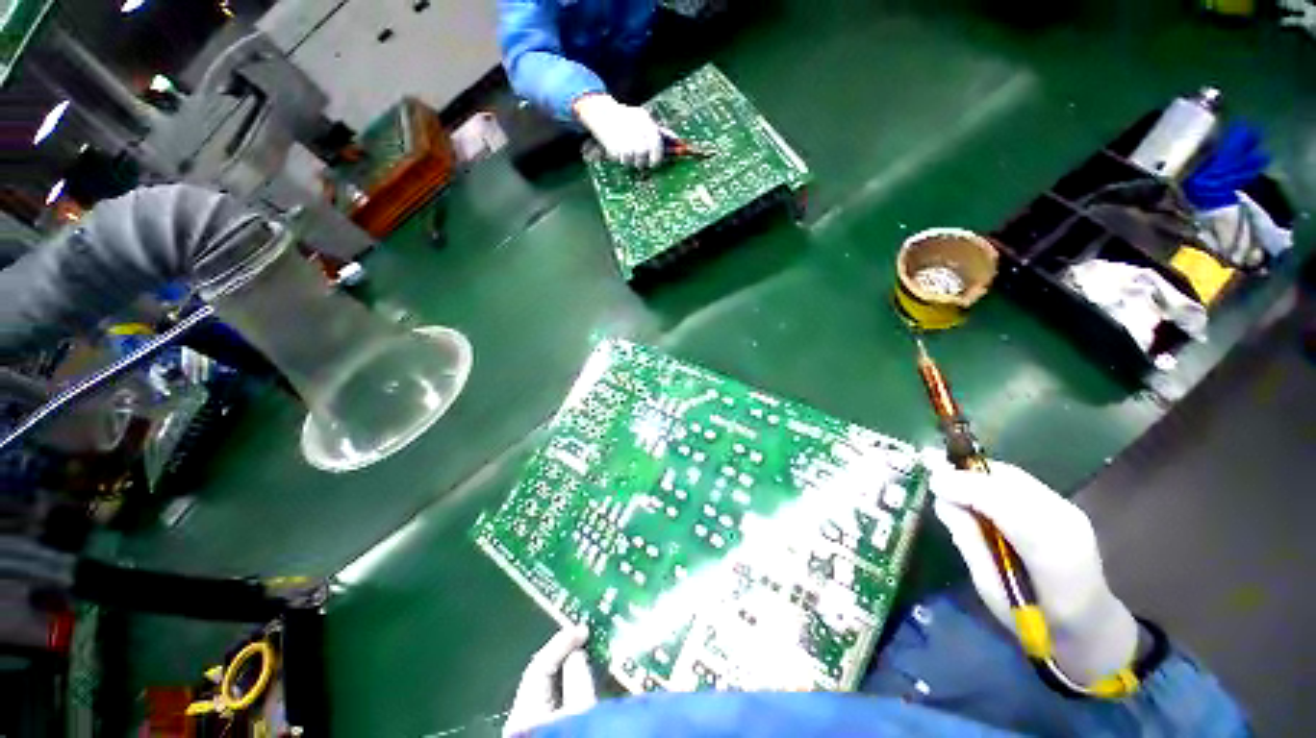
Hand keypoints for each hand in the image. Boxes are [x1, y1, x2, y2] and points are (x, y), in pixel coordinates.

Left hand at [503, 626, 595, 736]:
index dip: (562, 642)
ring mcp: (535, 729)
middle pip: (545, 676)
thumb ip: (578, 682)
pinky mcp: (548, 734)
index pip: (540, 664)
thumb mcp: (580, 716)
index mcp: (525, 712)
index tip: (585, 630)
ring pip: (554, 690)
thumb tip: (578, 653)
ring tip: (596, 658)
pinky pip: (561, 704)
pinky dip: (576, 689)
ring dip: (575, 672)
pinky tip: (592, 685)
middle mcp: (524, 717)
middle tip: (592, 641)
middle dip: (569, 655)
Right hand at [574, 94, 663, 168]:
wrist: (603, 112)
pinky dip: (620, 158)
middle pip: (643, 161)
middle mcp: (637, 136)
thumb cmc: (629, 118)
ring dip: (630, 160)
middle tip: (638, 157)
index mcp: (647, 126)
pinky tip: (618, 147)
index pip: (657, 150)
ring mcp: (625, 144)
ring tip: (626, 148)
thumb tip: (681, 144)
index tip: (654, 163)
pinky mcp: (614, 150)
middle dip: (642, 161)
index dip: (656, 159)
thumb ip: (663, 133)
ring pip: (632, 163)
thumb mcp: (646, 120)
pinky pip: (621, 161)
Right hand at [924, 450, 1139, 683]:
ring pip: (1014, 477)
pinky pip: (1021, 483)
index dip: (966, 487)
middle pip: (1010, 482)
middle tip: (935, 479)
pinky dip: (992, 481)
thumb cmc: (1034, 622)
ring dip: (978, 476)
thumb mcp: (991, 591)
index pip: (1006, 507)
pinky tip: (976, 493)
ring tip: (950, 484)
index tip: (931, 482)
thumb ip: (969, 542)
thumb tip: (943, 502)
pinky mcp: (1065, 507)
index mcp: (1051, 556)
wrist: (1092, 629)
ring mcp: (1069, 511)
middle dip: (968, 475)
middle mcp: (1065, 523)